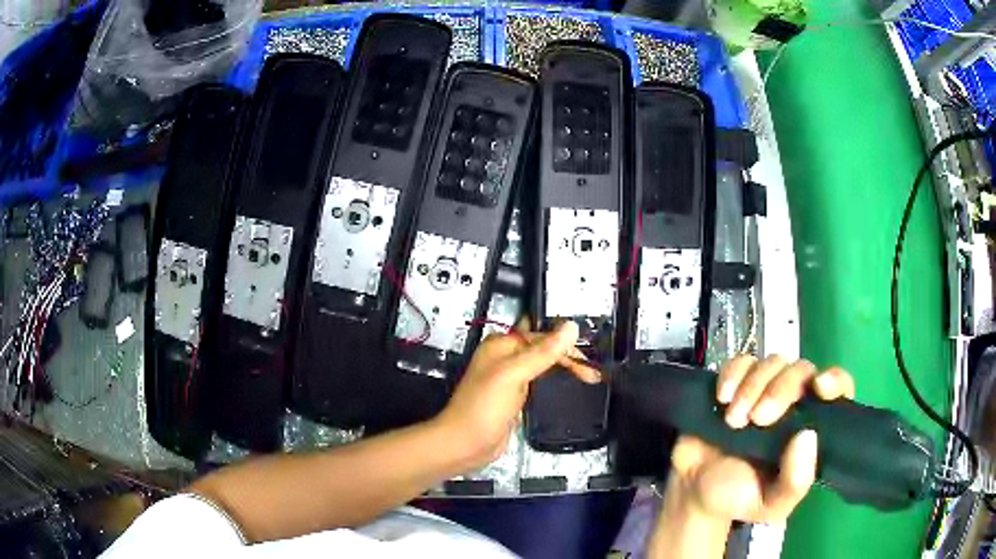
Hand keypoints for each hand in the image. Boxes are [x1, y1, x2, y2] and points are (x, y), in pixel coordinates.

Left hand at [434, 320, 601, 469]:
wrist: (465, 444)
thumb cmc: (484, 407)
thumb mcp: (513, 375)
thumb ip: (542, 352)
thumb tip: (571, 326)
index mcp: (501, 345)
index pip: (541, 336)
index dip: (565, 346)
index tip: (588, 362)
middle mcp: (505, 357)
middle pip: (544, 349)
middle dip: (568, 358)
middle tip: (592, 375)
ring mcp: (510, 378)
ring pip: (543, 366)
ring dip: (564, 370)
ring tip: (589, 379)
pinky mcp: (515, 397)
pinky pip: (539, 383)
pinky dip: (555, 383)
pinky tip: (569, 388)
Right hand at [668, 355, 855, 524]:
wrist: (692, 490)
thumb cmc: (738, 497)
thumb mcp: (771, 505)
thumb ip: (795, 482)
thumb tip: (808, 436)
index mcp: (810, 428)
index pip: (838, 390)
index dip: (835, 380)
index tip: (819, 388)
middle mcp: (793, 403)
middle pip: (802, 370)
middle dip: (781, 389)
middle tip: (758, 419)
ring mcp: (764, 389)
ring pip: (773, 362)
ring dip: (753, 386)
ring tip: (733, 420)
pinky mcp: (736, 381)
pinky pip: (741, 361)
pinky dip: (733, 374)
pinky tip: (722, 399)